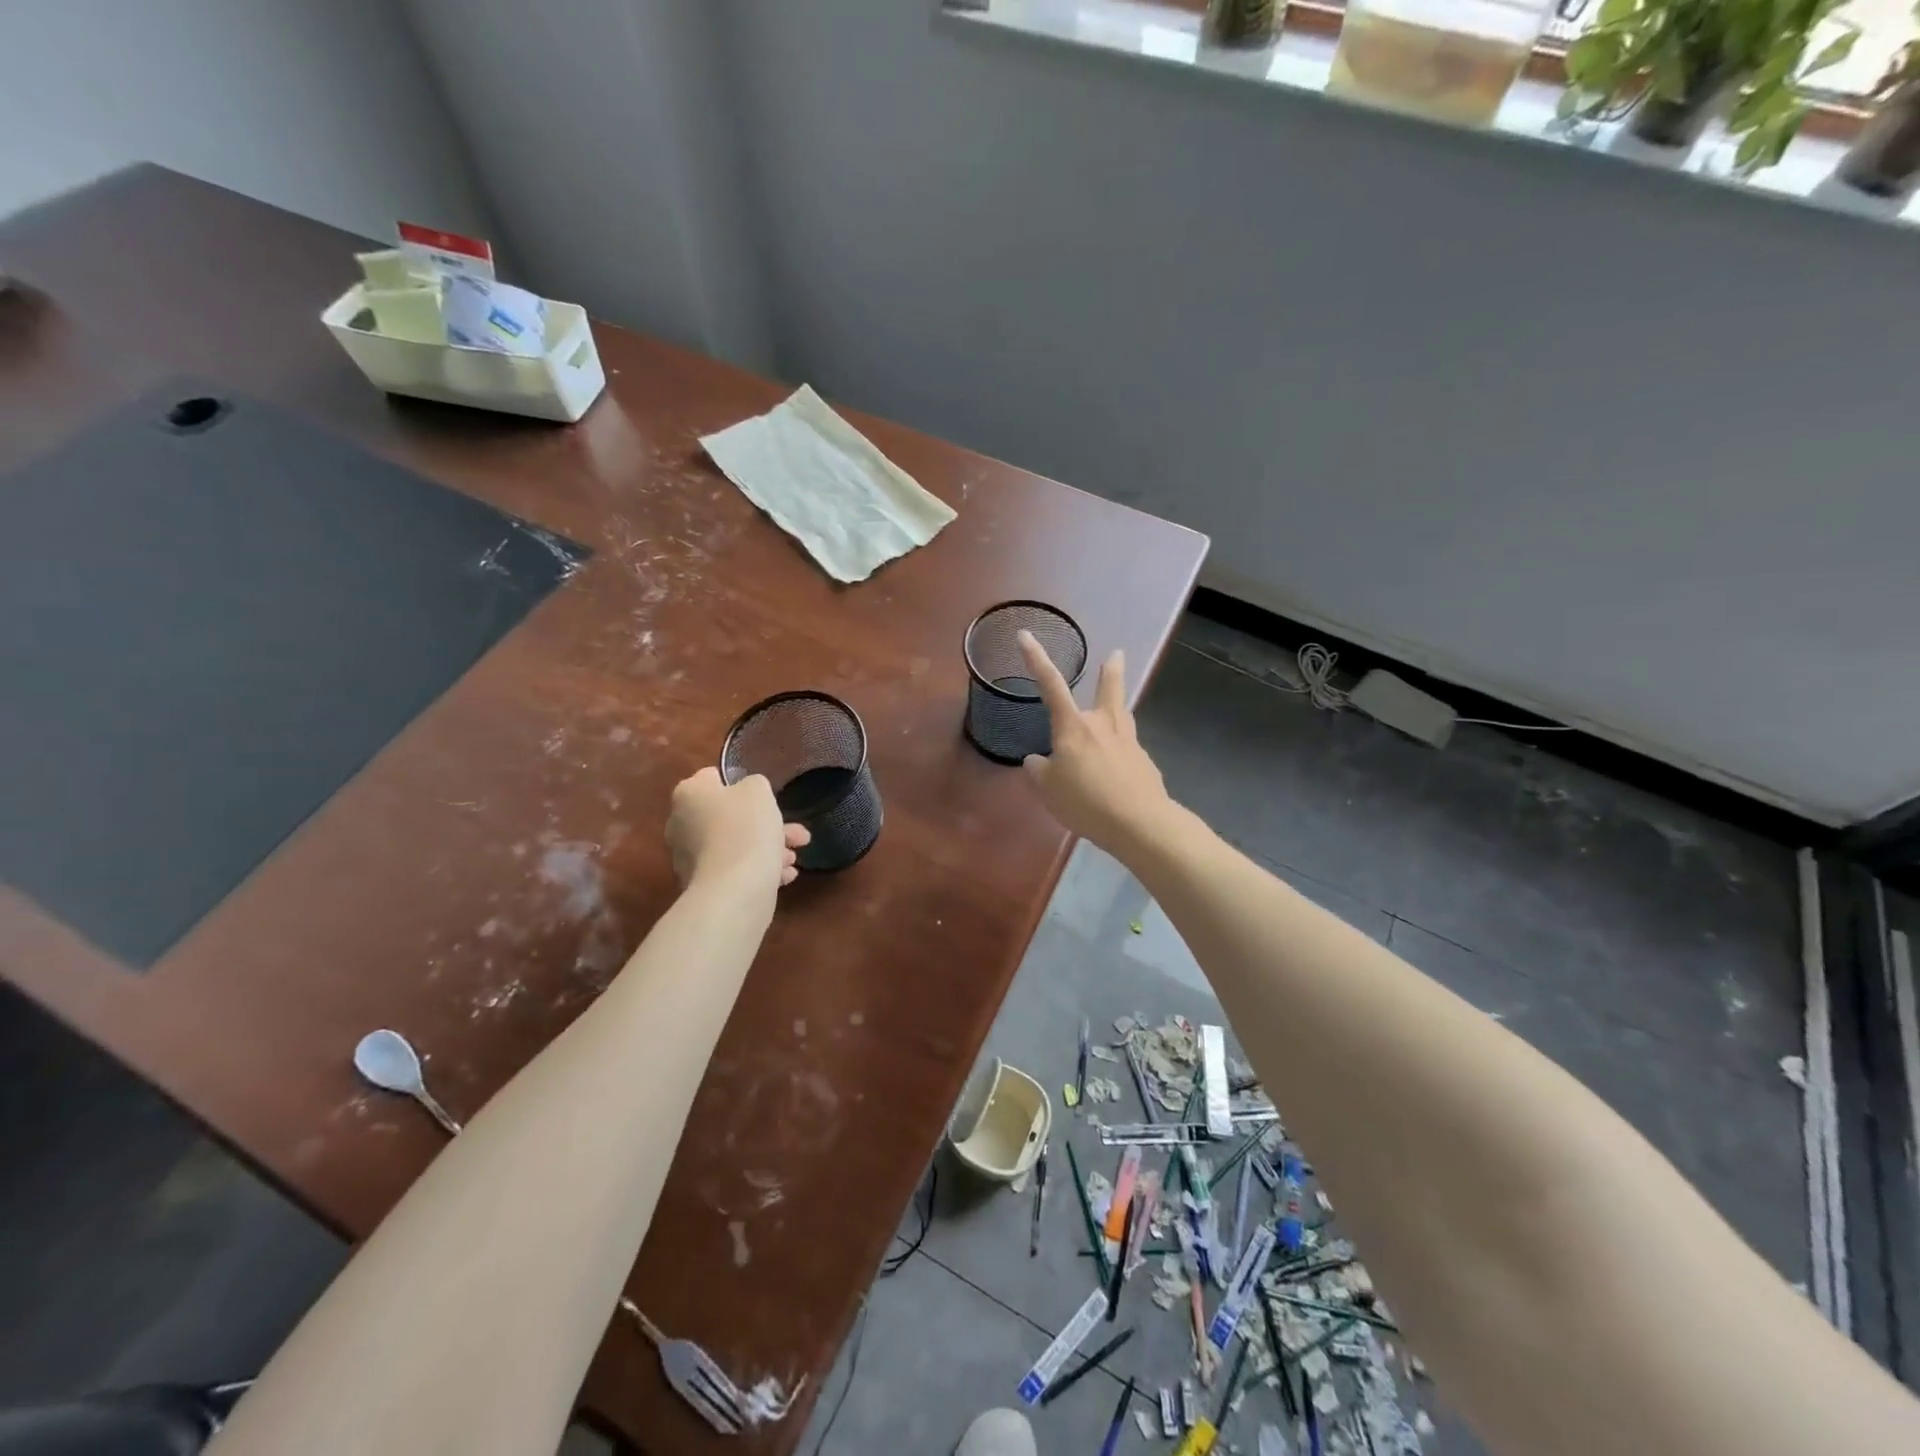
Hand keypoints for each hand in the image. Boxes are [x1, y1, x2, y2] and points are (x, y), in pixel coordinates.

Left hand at [666, 767, 810, 891]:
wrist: (734, 888)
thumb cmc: (745, 828)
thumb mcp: (759, 791)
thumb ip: (753, 784)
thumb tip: (747, 792)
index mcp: (689, 794)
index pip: (712, 778)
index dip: (740, 783)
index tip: (764, 795)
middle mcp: (682, 823)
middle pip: (728, 816)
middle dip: (766, 824)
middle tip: (795, 833)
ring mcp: (689, 857)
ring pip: (735, 844)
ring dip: (767, 848)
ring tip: (793, 859)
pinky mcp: (701, 884)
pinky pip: (734, 869)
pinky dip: (757, 869)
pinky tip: (784, 876)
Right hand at [1017, 630, 1172, 852]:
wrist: (1139, 823)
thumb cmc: (1085, 801)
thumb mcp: (1047, 789)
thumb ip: (1038, 770)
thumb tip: (1038, 760)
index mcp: (1074, 727)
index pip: (1051, 685)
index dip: (1036, 660)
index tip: (1026, 636)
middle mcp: (1103, 725)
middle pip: (1109, 690)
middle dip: (1111, 671)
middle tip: (1118, 654)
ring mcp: (1128, 742)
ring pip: (1123, 715)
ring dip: (1119, 705)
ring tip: (1118, 705)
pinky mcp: (1144, 763)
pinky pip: (1127, 750)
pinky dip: (1119, 754)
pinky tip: (1117, 769)